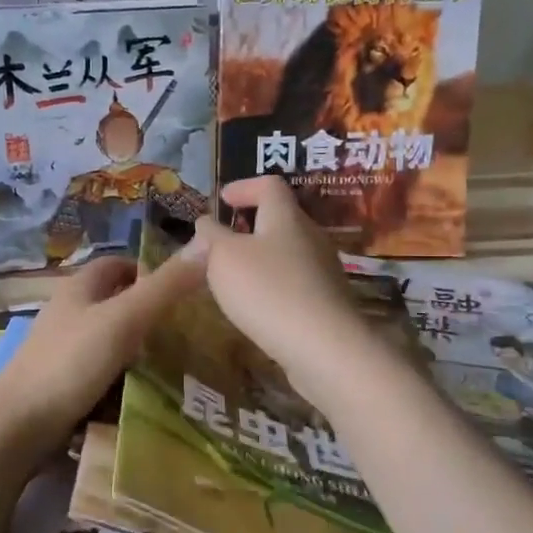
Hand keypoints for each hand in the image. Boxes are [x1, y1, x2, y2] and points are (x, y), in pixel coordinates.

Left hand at [0, 252, 207, 453]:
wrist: (17, 426)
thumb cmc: (70, 362)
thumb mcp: (123, 320)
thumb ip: (164, 288)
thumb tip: (207, 244)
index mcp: (78, 288)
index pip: (117, 264)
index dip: (148, 270)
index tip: (183, 288)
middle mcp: (68, 312)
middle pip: (114, 301)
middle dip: (148, 310)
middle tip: (188, 328)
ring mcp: (62, 349)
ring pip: (108, 337)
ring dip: (137, 345)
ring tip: (176, 361)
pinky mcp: (61, 381)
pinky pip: (100, 369)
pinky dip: (122, 374)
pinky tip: (143, 389)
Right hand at [189, 177, 371, 409]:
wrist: (323, 347)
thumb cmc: (268, 290)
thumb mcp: (224, 258)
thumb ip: (210, 237)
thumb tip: (206, 223)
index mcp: (286, 217)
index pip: (269, 185)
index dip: (244, 187)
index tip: (222, 200)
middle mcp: (310, 236)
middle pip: (280, 219)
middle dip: (250, 226)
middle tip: (222, 242)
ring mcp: (323, 270)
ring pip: (287, 252)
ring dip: (260, 258)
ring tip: (233, 277)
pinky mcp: (326, 302)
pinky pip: (294, 282)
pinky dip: (272, 284)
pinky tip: (256, 306)